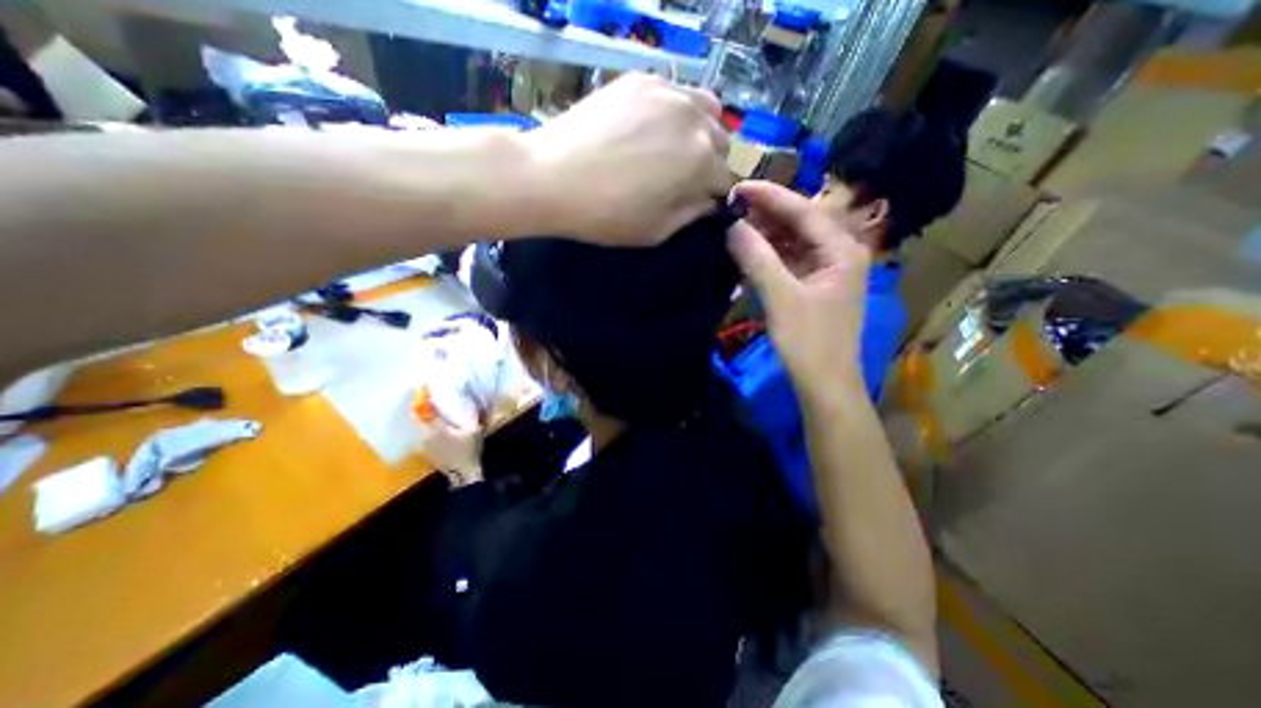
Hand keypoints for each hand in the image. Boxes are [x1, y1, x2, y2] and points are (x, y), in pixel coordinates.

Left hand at [522, 73, 730, 244]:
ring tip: (672, 149)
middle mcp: (694, 119)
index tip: (695, 202)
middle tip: (679, 177)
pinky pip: (674, 93)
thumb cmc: (607, 215)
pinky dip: (673, 112)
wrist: (552, 178)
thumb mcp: (657, 231)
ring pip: (704, 109)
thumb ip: (692, 214)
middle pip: (719, 141)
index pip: (725, 179)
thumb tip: (709, 201)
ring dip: (698, 132)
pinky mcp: (640, 79)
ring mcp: (667, 92)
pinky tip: (648, 128)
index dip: (712, 195)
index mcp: (701, 161)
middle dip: (708, 162)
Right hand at [724, 181, 873, 393]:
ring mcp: (827, 271)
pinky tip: (747, 253)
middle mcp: (838, 254)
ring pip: (793, 243)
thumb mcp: (781, 298)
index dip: (770, 197)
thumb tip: (731, 227)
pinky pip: (789, 262)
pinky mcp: (813, 287)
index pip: (803, 211)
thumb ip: (757, 259)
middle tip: (731, 209)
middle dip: (766, 215)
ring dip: (764, 236)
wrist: (825, 384)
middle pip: (800, 224)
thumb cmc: (809, 342)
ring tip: (734, 228)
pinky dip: (768, 257)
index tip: (737, 187)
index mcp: (841, 251)